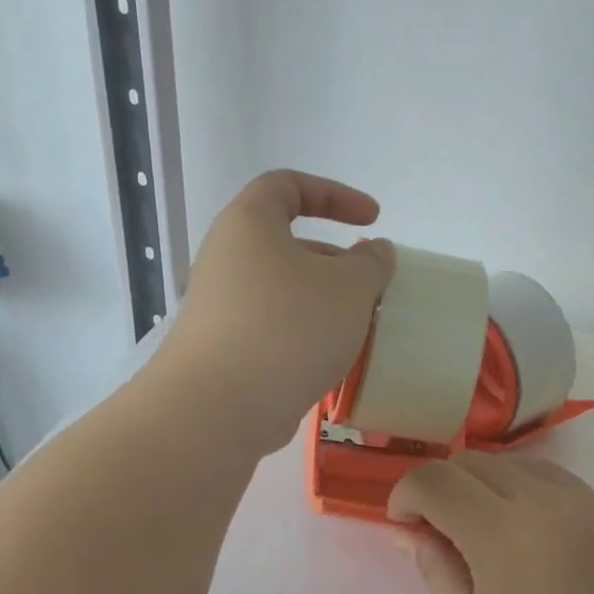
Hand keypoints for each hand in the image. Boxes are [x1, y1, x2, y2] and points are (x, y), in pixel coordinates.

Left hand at [162, 170, 394, 452]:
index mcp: (249, 224)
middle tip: (370, 286)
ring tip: (358, 328)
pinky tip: (329, 361)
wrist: (218, 408)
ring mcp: (219, 306)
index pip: (287, 185)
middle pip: (286, 244)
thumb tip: (375, 250)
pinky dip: (303, 333)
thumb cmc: (288, 328)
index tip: (372, 219)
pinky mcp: (221, 349)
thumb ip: (371, 262)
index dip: (335, 194)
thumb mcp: (349, 287)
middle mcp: (226, 258)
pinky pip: (271, 327)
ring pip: (281, 290)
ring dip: (322, 302)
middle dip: (335, 260)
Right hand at [388, 452, 593, 593]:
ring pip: (510, 461)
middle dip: (441, 486)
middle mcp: (541, 499)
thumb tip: (407, 531)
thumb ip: (435, 570)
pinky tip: (521, 528)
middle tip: (438, 531)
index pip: (435, 480)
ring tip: (480, 529)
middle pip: (471, 461)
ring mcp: (579, 499)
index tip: (403, 524)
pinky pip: (547, 474)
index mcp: (501, 532)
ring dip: (480, 482)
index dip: (406, 494)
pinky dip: (519, 485)